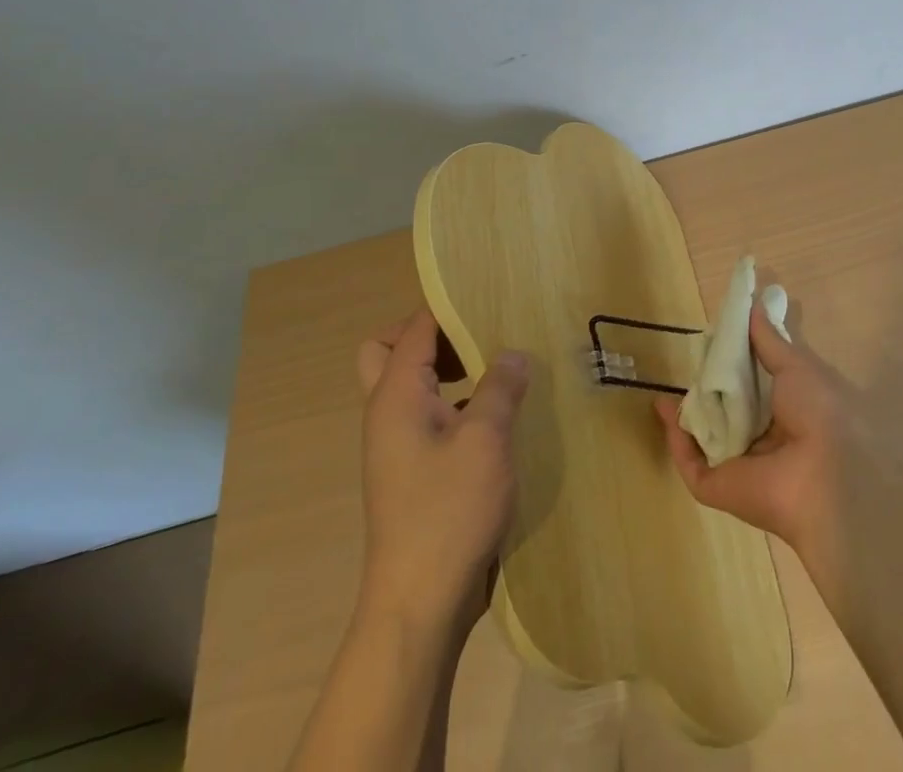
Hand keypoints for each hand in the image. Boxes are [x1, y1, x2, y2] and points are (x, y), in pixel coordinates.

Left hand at [355, 309, 530, 632]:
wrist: (420, 603)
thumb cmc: (448, 511)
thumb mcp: (485, 439)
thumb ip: (500, 387)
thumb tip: (513, 353)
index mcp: (395, 397)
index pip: (413, 329)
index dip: (448, 308)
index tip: (491, 300)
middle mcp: (388, 414)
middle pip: (392, 352)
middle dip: (435, 337)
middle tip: (482, 338)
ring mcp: (399, 446)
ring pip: (413, 386)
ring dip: (449, 370)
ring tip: (501, 369)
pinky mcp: (416, 472)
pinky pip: (431, 417)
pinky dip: (458, 404)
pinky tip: (500, 417)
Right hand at [655, 304, 854, 560]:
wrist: (825, 474)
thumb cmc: (819, 410)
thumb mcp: (797, 365)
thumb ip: (770, 340)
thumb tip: (753, 306)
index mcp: (790, 413)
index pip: (756, 388)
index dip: (737, 365)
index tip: (717, 340)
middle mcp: (766, 440)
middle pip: (729, 413)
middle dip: (710, 390)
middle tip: (689, 363)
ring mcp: (741, 466)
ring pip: (707, 438)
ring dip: (688, 414)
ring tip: (668, 385)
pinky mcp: (719, 487)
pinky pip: (691, 464)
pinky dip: (676, 439)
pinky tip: (663, 410)